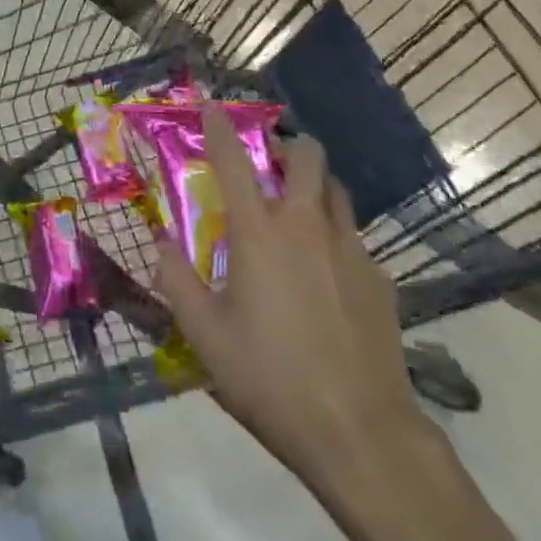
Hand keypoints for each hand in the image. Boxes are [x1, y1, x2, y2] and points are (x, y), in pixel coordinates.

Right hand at [152, 105, 423, 492]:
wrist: (361, 433)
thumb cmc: (270, 377)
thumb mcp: (205, 335)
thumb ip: (176, 281)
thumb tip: (159, 243)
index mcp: (259, 232)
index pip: (233, 161)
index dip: (219, 128)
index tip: (212, 107)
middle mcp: (307, 226)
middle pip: (308, 157)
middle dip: (288, 146)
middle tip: (270, 161)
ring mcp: (351, 251)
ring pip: (338, 192)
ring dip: (316, 186)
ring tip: (299, 208)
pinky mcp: (381, 282)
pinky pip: (356, 241)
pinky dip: (337, 239)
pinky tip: (329, 275)